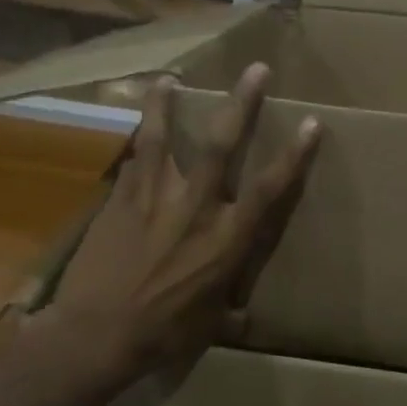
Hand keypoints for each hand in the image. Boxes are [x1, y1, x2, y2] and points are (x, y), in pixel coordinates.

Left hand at [37, 63, 319, 380]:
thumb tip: (244, 317)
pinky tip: (137, 129)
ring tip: (169, 78)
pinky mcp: (119, 201)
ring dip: (167, 105)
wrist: (94, 336)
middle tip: (256, 69)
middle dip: (243, 104)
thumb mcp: (211, 323)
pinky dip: (136, 143)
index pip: (270, 189)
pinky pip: (132, 162)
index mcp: (227, 239)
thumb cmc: (163, 334)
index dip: (294, 154)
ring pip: (163, 139)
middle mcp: (196, 209)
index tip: (312, 123)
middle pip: (223, 145)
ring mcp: (153, 199)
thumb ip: (229, 306)